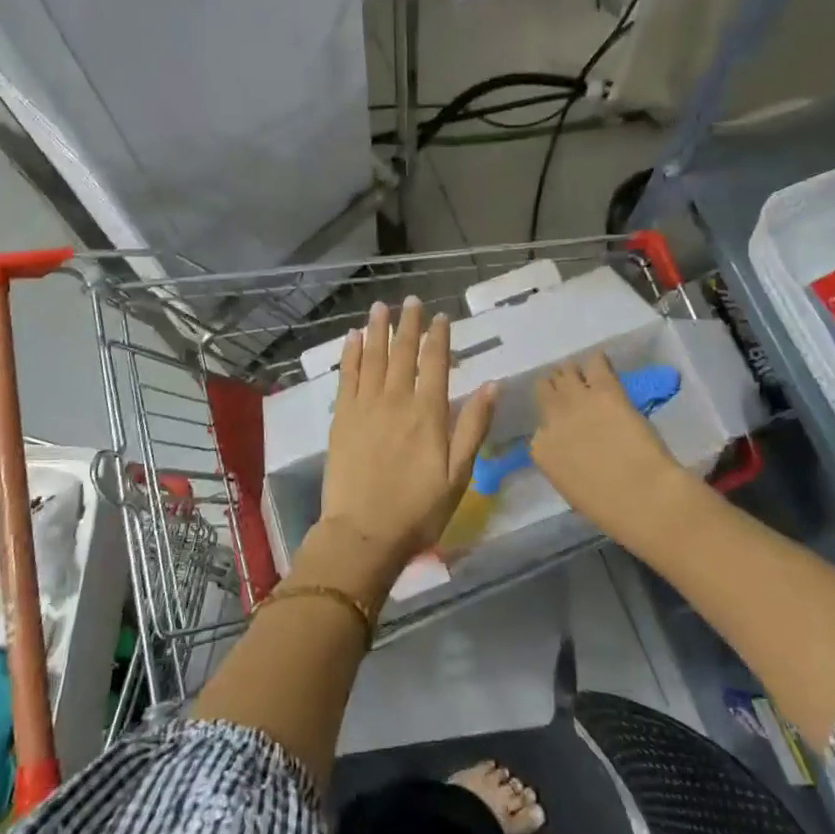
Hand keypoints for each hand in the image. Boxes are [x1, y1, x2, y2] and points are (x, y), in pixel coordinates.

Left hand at [310, 297, 496, 590]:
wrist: (363, 532)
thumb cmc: (418, 509)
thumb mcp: (459, 474)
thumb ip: (473, 426)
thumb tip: (493, 384)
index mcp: (428, 412)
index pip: (435, 362)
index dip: (439, 337)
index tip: (441, 316)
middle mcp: (396, 399)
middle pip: (403, 352)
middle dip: (409, 324)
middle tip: (411, 301)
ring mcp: (365, 406)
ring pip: (373, 356)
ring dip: (378, 329)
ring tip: (381, 307)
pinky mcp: (341, 417)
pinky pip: (347, 376)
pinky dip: (351, 354)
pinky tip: (353, 338)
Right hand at [531, 353, 692, 549]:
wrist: (642, 496)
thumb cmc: (609, 507)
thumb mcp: (571, 488)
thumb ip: (564, 462)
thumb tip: (573, 450)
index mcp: (541, 449)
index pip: (540, 428)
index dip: (553, 423)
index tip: (565, 425)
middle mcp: (552, 418)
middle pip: (546, 390)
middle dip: (556, 388)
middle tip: (570, 391)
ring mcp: (576, 400)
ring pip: (566, 371)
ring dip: (573, 373)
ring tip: (585, 375)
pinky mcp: (604, 389)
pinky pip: (595, 363)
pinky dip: (597, 361)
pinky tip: (602, 362)